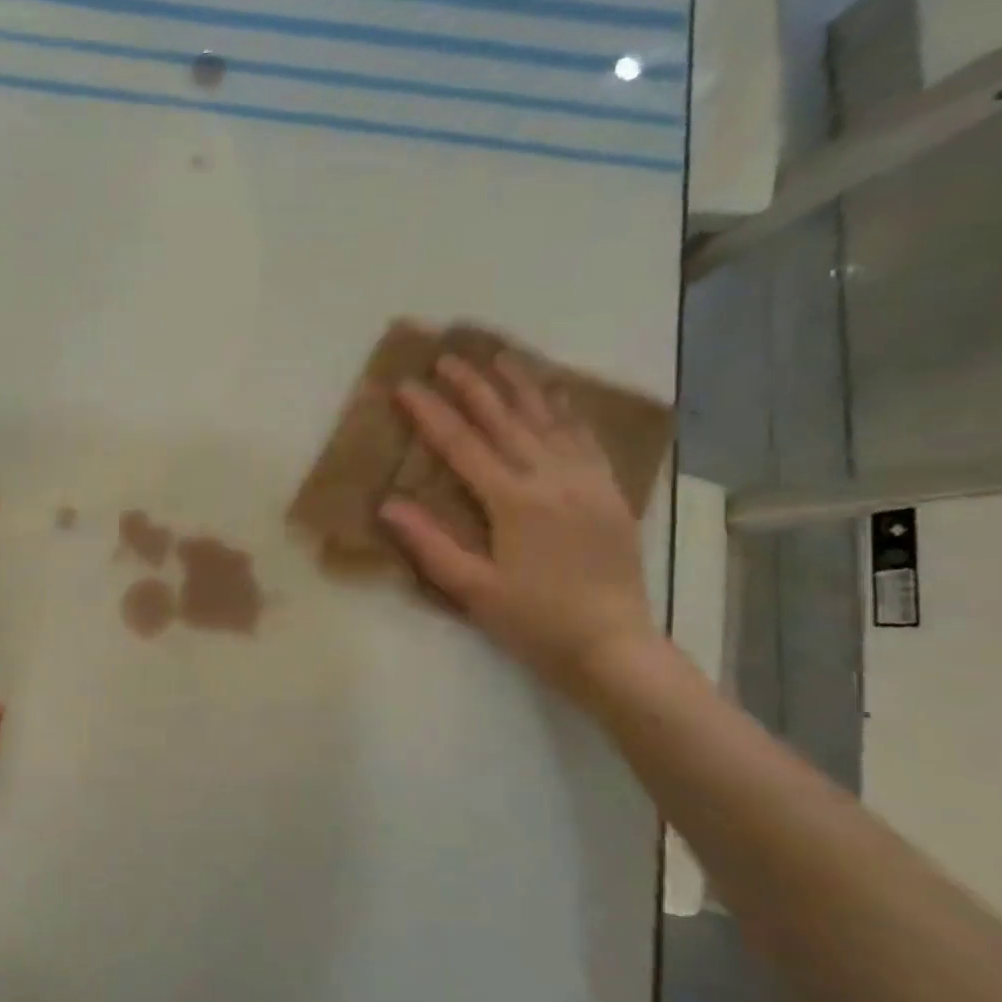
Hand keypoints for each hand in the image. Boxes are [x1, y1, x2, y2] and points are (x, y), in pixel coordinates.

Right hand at [379, 353, 658, 695]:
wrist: (613, 646)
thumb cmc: (534, 621)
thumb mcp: (472, 589)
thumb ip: (429, 544)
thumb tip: (387, 504)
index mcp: (514, 502)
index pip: (463, 445)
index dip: (431, 413)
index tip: (406, 385)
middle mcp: (553, 480)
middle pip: (506, 421)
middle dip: (473, 386)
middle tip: (448, 356)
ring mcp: (587, 482)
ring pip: (550, 420)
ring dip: (522, 385)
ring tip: (501, 355)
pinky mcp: (610, 492)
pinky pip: (586, 438)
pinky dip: (567, 410)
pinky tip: (557, 394)